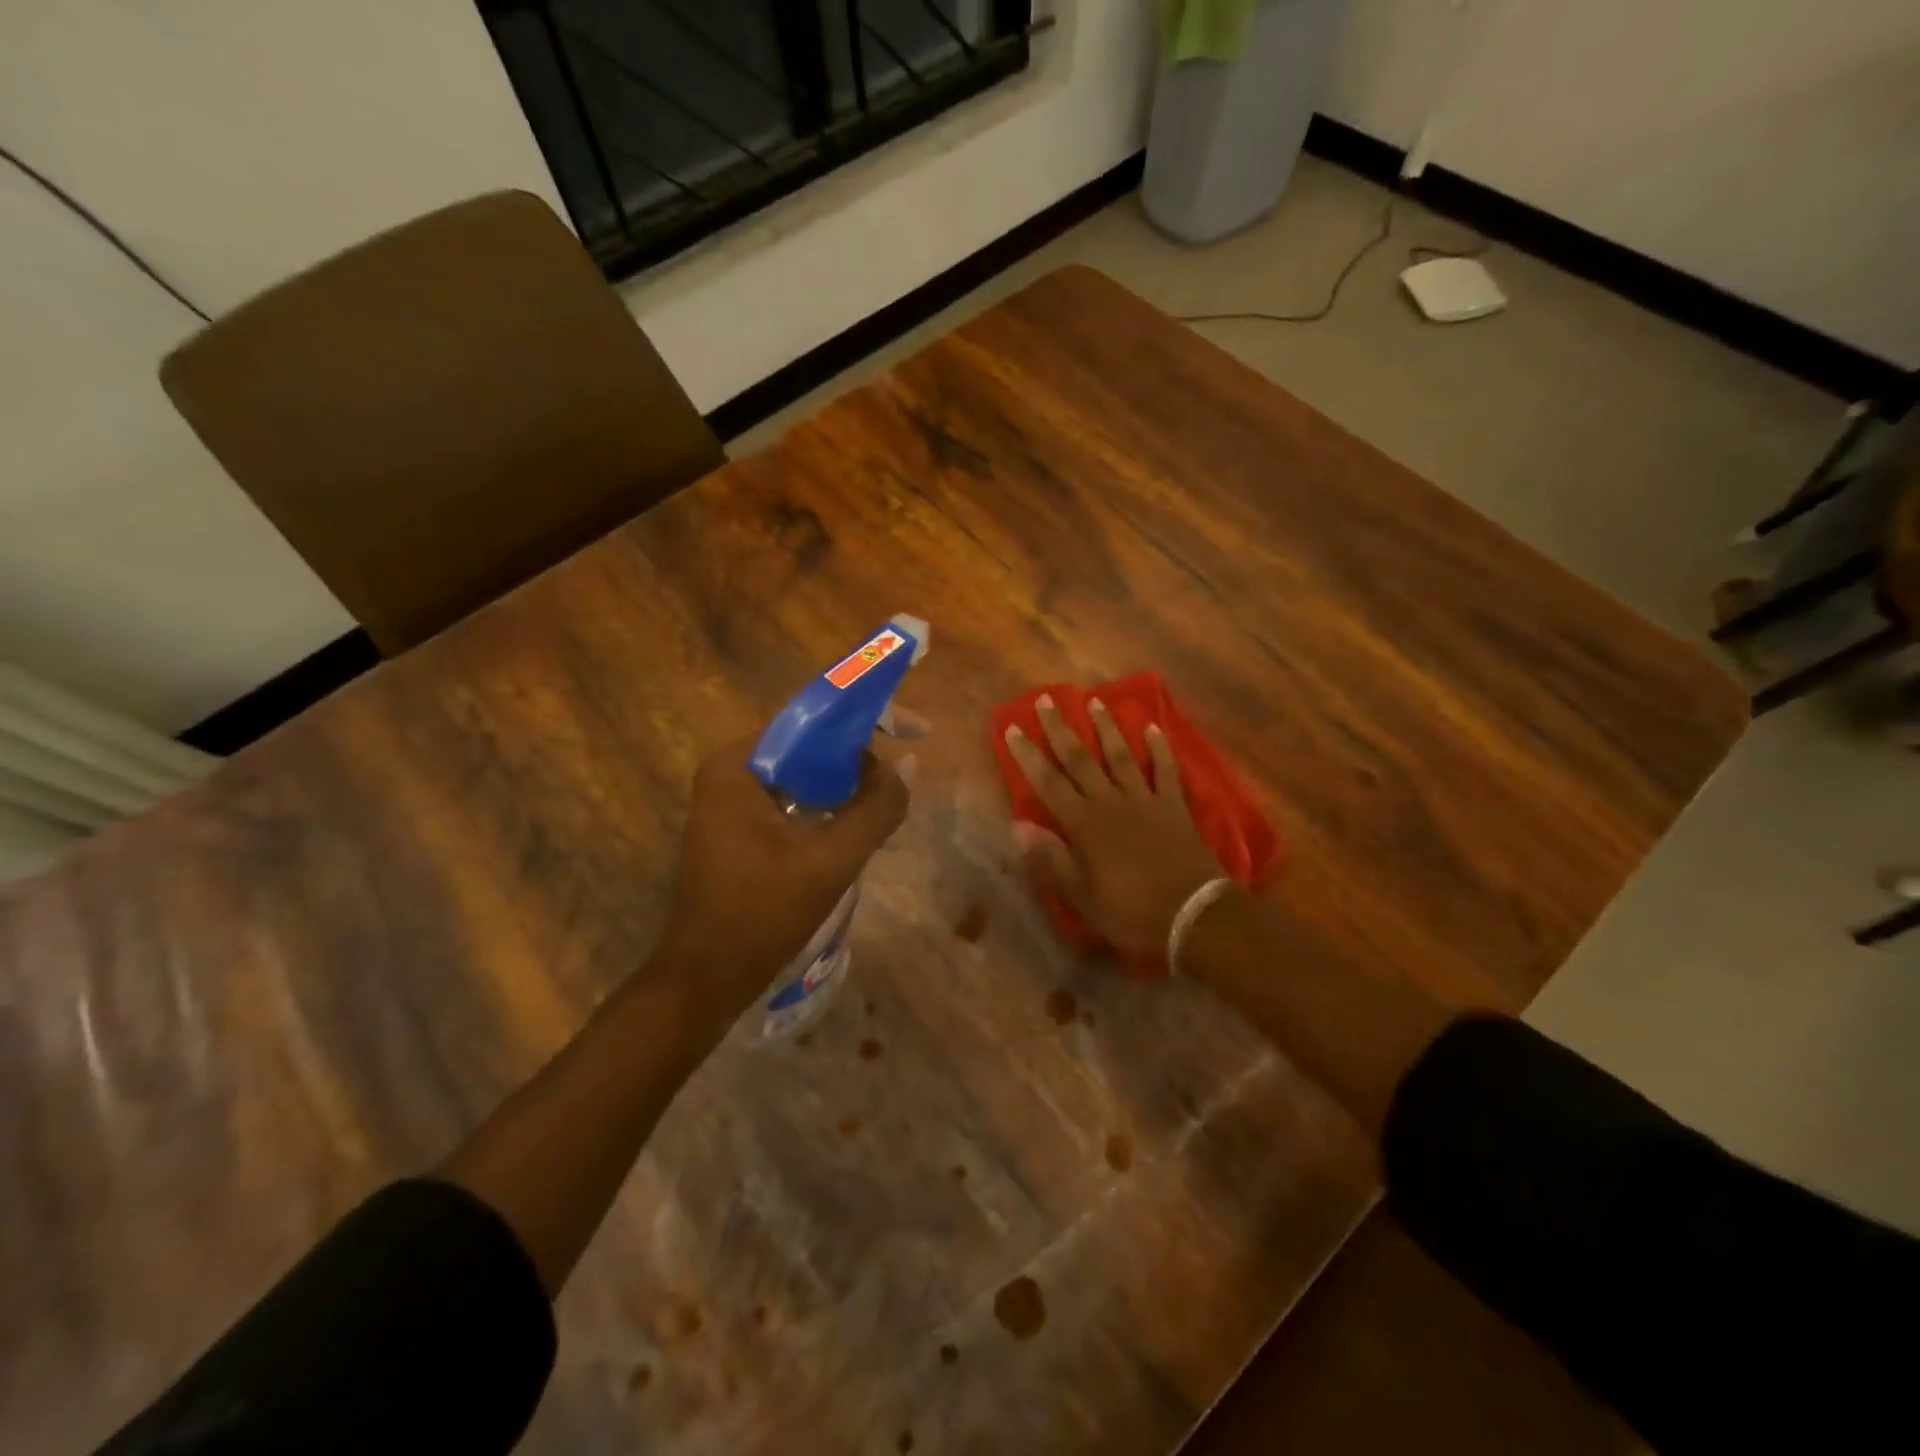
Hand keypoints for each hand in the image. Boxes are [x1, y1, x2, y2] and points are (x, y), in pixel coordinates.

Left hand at [656, 735, 908, 1017]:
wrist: (707, 979)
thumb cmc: (762, 916)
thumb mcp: (830, 862)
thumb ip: (875, 810)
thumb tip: (905, 768)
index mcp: (737, 765)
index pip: (812, 721)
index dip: (868, 721)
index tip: (915, 732)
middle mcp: (729, 771)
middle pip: (809, 746)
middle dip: (860, 759)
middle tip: (902, 779)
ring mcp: (730, 800)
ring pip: (805, 775)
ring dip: (847, 787)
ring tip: (887, 806)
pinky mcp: (738, 827)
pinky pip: (793, 799)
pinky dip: (827, 807)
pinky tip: (857, 829)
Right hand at [1003, 695, 1222, 958]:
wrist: (1194, 915)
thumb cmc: (1131, 912)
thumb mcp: (1081, 896)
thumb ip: (1050, 859)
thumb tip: (1017, 827)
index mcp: (1084, 824)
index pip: (1048, 782)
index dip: (1028, 755)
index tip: (1013, 728)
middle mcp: (1110, 803)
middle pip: (1080, 759)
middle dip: (1061, 728)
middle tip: (1047, 698)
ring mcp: (1145, 800)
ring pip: (1120, 756)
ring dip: (1107, 727)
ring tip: (1096, 701)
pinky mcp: (1174, 806)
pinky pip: (1165, 770)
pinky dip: (1159, 748)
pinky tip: (1152, 728)